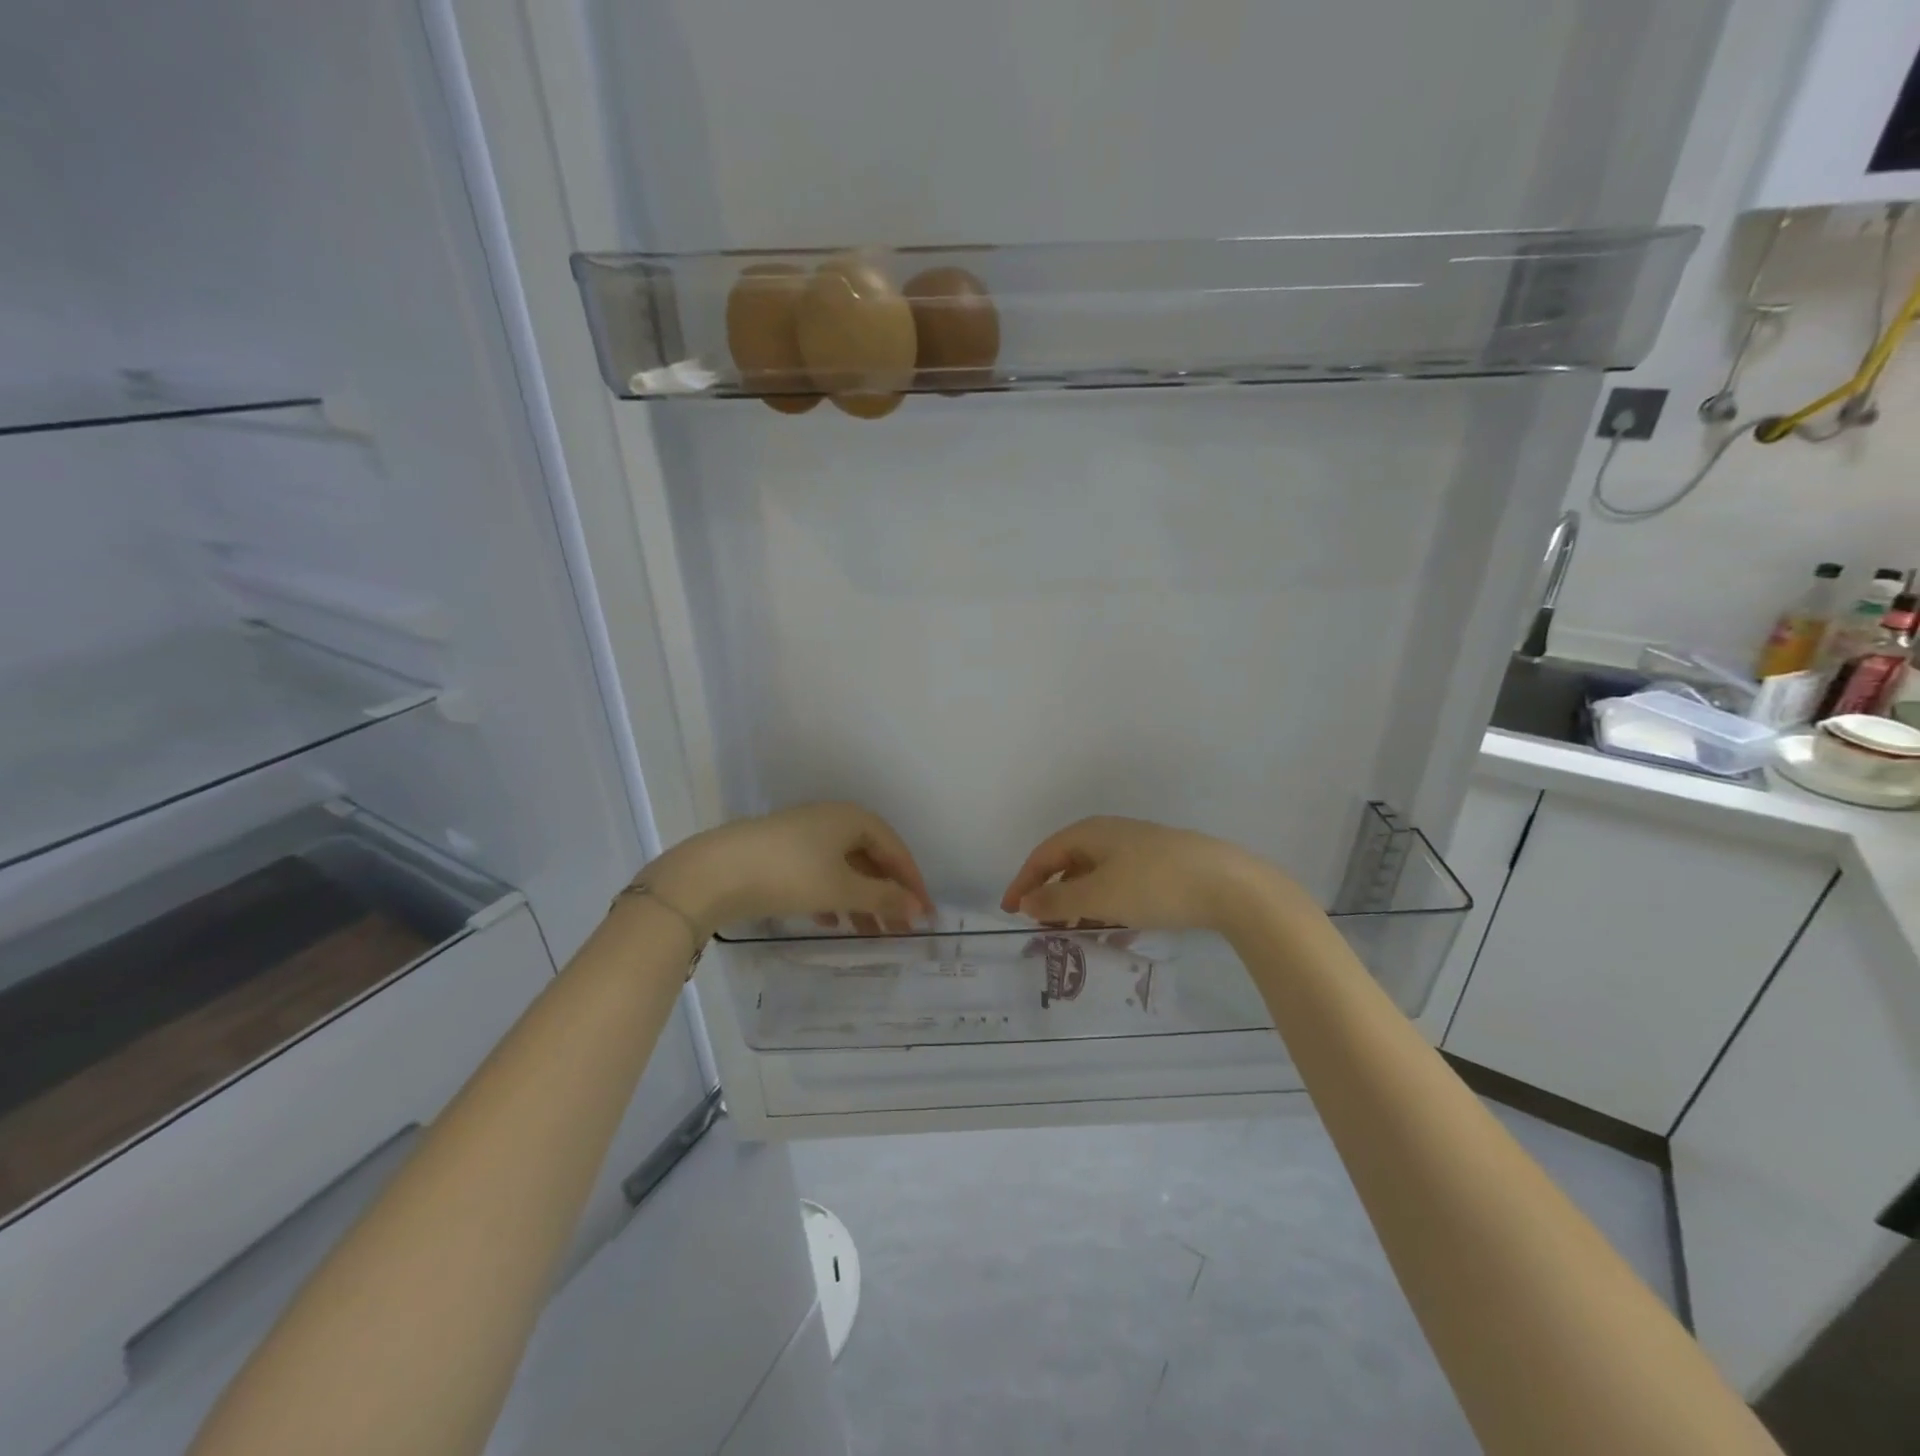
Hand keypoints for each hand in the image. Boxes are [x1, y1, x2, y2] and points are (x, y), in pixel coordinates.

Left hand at [642, 803, 933, 937]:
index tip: (926, 914)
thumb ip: (884, 897)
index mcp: (853, 819)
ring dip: (860, 900)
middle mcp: (831, 820)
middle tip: (900, 930)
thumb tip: (919, 907)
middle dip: (886, 895)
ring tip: (869, 934)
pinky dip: (831, 897)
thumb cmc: (790, 874)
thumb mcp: (842, 889)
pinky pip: (818, 874)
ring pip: (844, 869)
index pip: (895, 849)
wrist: (715, 873)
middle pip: (870, 859)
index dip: (913, 883)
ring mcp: (803, 835)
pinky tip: (830, 922)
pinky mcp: (780, 853)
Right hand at [1000, 816, 1282, 933]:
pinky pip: (1124, 888)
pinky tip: (1118, 935)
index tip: (1009, 912)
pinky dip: (1111, 909)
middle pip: (1069, 865)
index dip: (1023, 883)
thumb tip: (1026, 901)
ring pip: (1098, 878)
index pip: (1043, 855)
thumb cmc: (1153, 885)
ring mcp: (1139, 850)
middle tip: (1043, 928)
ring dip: (1081, 906)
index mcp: (1090, 833)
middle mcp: (1111, 835)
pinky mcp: (1163, 868)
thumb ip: (1057, 900)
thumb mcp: (1098, 896)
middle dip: (1053, 897)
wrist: (1228, 884)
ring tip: (1077, 936)